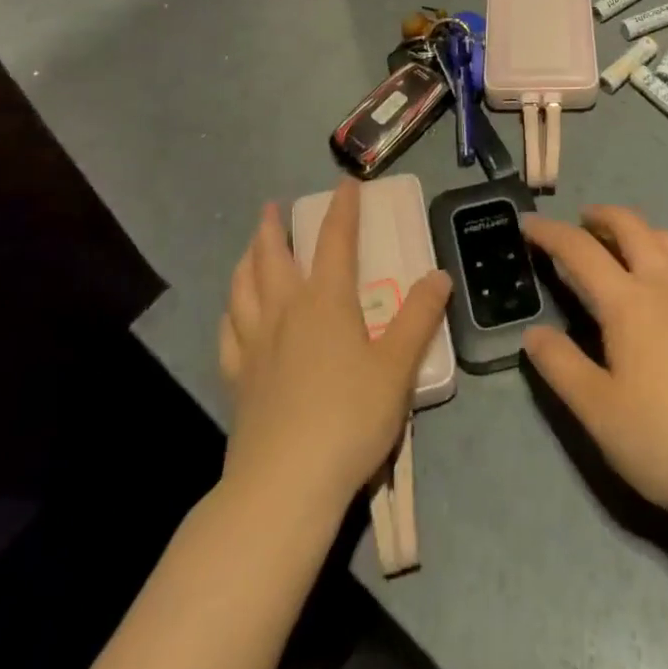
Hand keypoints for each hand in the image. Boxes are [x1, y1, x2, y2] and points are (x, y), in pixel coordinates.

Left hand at [218, 178, 451, 510]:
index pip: (335, 240)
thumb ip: (419, 318)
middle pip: (273, 257)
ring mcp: (255, 345)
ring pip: (242, 288)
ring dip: (247, 259)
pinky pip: (228, 332)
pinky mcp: (238, 379)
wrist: (285, 485)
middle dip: (274, 227)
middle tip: (274, 207)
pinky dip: (231, 311)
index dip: (342, 208)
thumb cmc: (349, 419)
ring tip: (251, 247)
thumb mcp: (397, 367)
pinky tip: (232, 313)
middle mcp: (285, 312)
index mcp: (326, 302)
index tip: (346, 182)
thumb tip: (439, 275)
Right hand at [522, 206, 667, 530]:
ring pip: (666, 239)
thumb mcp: (599, 412)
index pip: (580, 250)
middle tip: (580, 223)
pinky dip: (666, 255)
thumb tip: (534, 333)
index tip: (529, 224)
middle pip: (631, 226)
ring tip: (621, 246)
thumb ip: (561, 366)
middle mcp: (666, 284)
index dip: (550, 232)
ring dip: (636, 230)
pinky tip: (666, 284)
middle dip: (601, 216)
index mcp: (629, 303)